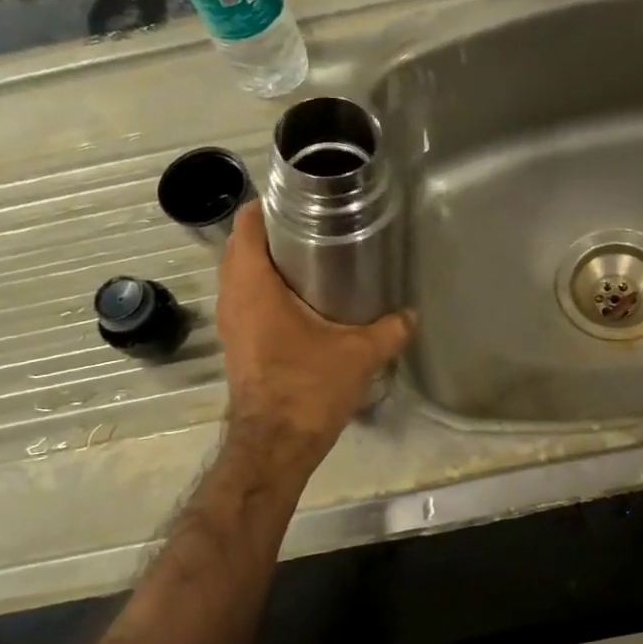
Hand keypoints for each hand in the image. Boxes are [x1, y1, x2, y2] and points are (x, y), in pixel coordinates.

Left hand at [216, 202, 412, 459]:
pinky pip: (245, 300)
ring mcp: (230, 322)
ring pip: (241, 276)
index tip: (299, 199)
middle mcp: (232, 297)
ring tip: (311, 257)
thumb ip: (389, 330)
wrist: (275, 444)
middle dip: (272, 232)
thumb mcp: (359, 354)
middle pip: (241, 247)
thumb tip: (411, 314)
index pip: (246, 225)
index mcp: (253, 285)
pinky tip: (302, 299)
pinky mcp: (237, 343)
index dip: (267, 205)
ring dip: (267, 262)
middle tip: (314, 225)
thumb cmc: (308, 388)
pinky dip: (265, 289)